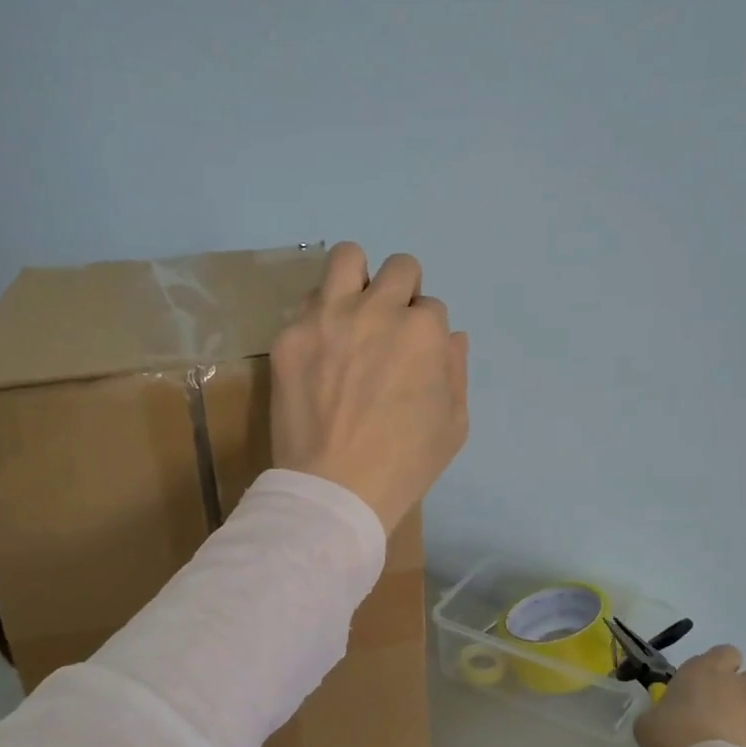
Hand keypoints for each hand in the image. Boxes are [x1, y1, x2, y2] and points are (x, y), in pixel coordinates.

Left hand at [270, 243, 469, 532]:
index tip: (413, 358)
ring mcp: (327, 318)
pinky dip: (318, 318)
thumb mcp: (454, 425)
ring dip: (357, 278)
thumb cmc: (405, 464)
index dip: (426, 332)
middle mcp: (376, 310)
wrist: (335, 489)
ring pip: (346, 257)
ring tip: (351, 312)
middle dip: (402, 292)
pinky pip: (306, 303)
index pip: (432, 306)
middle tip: (388, 329)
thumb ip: (456, 370)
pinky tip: (318, 350)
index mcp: (422, 330)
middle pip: (399, 268)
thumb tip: (452, 336)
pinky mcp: (289, 336)